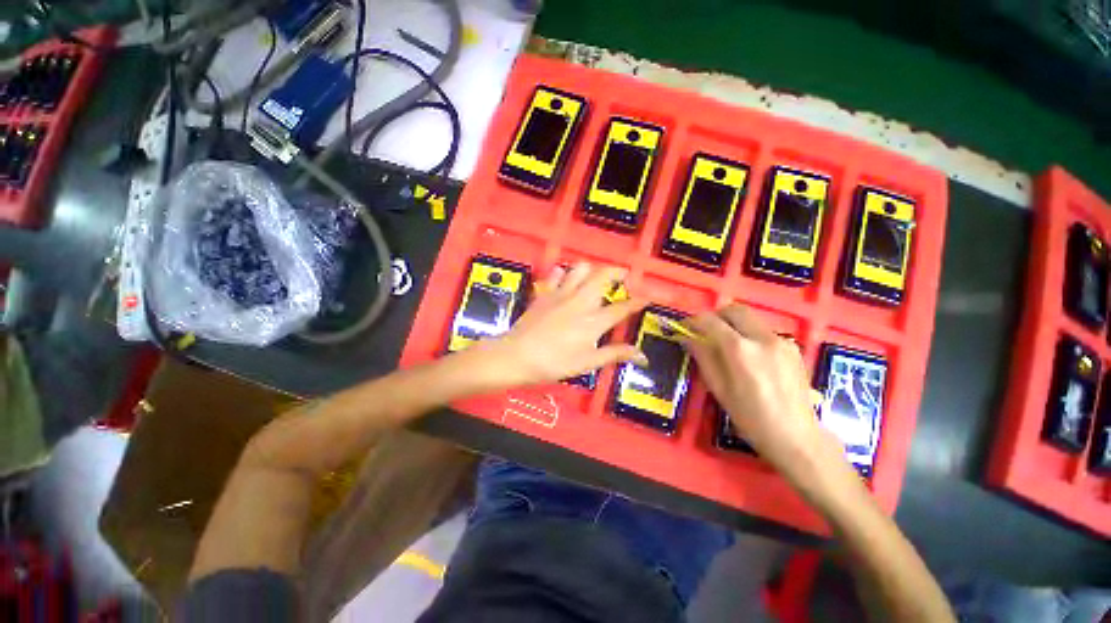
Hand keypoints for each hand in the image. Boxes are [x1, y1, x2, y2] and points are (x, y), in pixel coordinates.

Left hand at [485, 262, 647, 386]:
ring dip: (592, 269)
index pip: (622, 307)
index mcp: (593, 321)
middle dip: (618, 272)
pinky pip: (557, 274)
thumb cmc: (554, 363)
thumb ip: (615, 354)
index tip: (648, 296)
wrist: (517, 355)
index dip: (638, 301)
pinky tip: (566, 280)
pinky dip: (565, 273)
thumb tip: (641, 355)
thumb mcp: (588, 362)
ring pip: (581, 268)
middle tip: (624, 276)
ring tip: (596, 277)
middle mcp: (580, 301)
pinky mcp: (546, 293)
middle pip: (603, 276)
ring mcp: (561, 294)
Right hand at [682, 305, 840, 466]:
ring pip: (751, 319)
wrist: (796, 436)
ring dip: (734, 324)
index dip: (694, 321)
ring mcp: (781, 341)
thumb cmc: (750, 417)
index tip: (685, 327)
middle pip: (734, 310)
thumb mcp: (718, 388)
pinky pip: (765, 331)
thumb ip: (702, 357)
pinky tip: (751, 357)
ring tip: (727, 345)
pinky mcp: (793, 348)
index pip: (710, 321)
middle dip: (716, 316)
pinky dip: (751, 335)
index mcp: (740, 349)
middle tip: (706, 330)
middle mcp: (762, 337)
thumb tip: (686, 338)